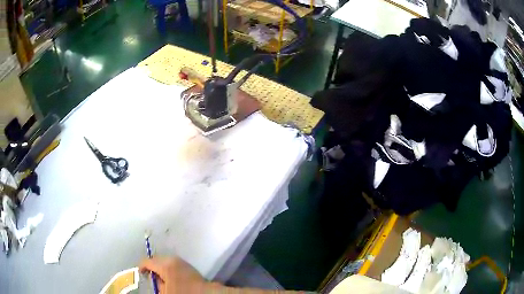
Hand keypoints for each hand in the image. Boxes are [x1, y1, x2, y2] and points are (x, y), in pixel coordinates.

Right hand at [139, 256, 215, 292]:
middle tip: (151, 276)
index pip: (147, 261)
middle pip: (156, 259)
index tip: (141, 273)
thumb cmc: (183, 292)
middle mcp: (171, 259)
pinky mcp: (187, 264)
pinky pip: (173, 262)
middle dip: (151, 266)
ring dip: (160, 266)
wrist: (205, 292)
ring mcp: (180, 260)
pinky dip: (168, 267)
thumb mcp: (165, 291)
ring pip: (164, 259)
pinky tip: (170, 275)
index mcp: (164, 265)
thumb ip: (157, 283)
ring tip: (161, 276)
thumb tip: (155, 278)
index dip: (142, 267)